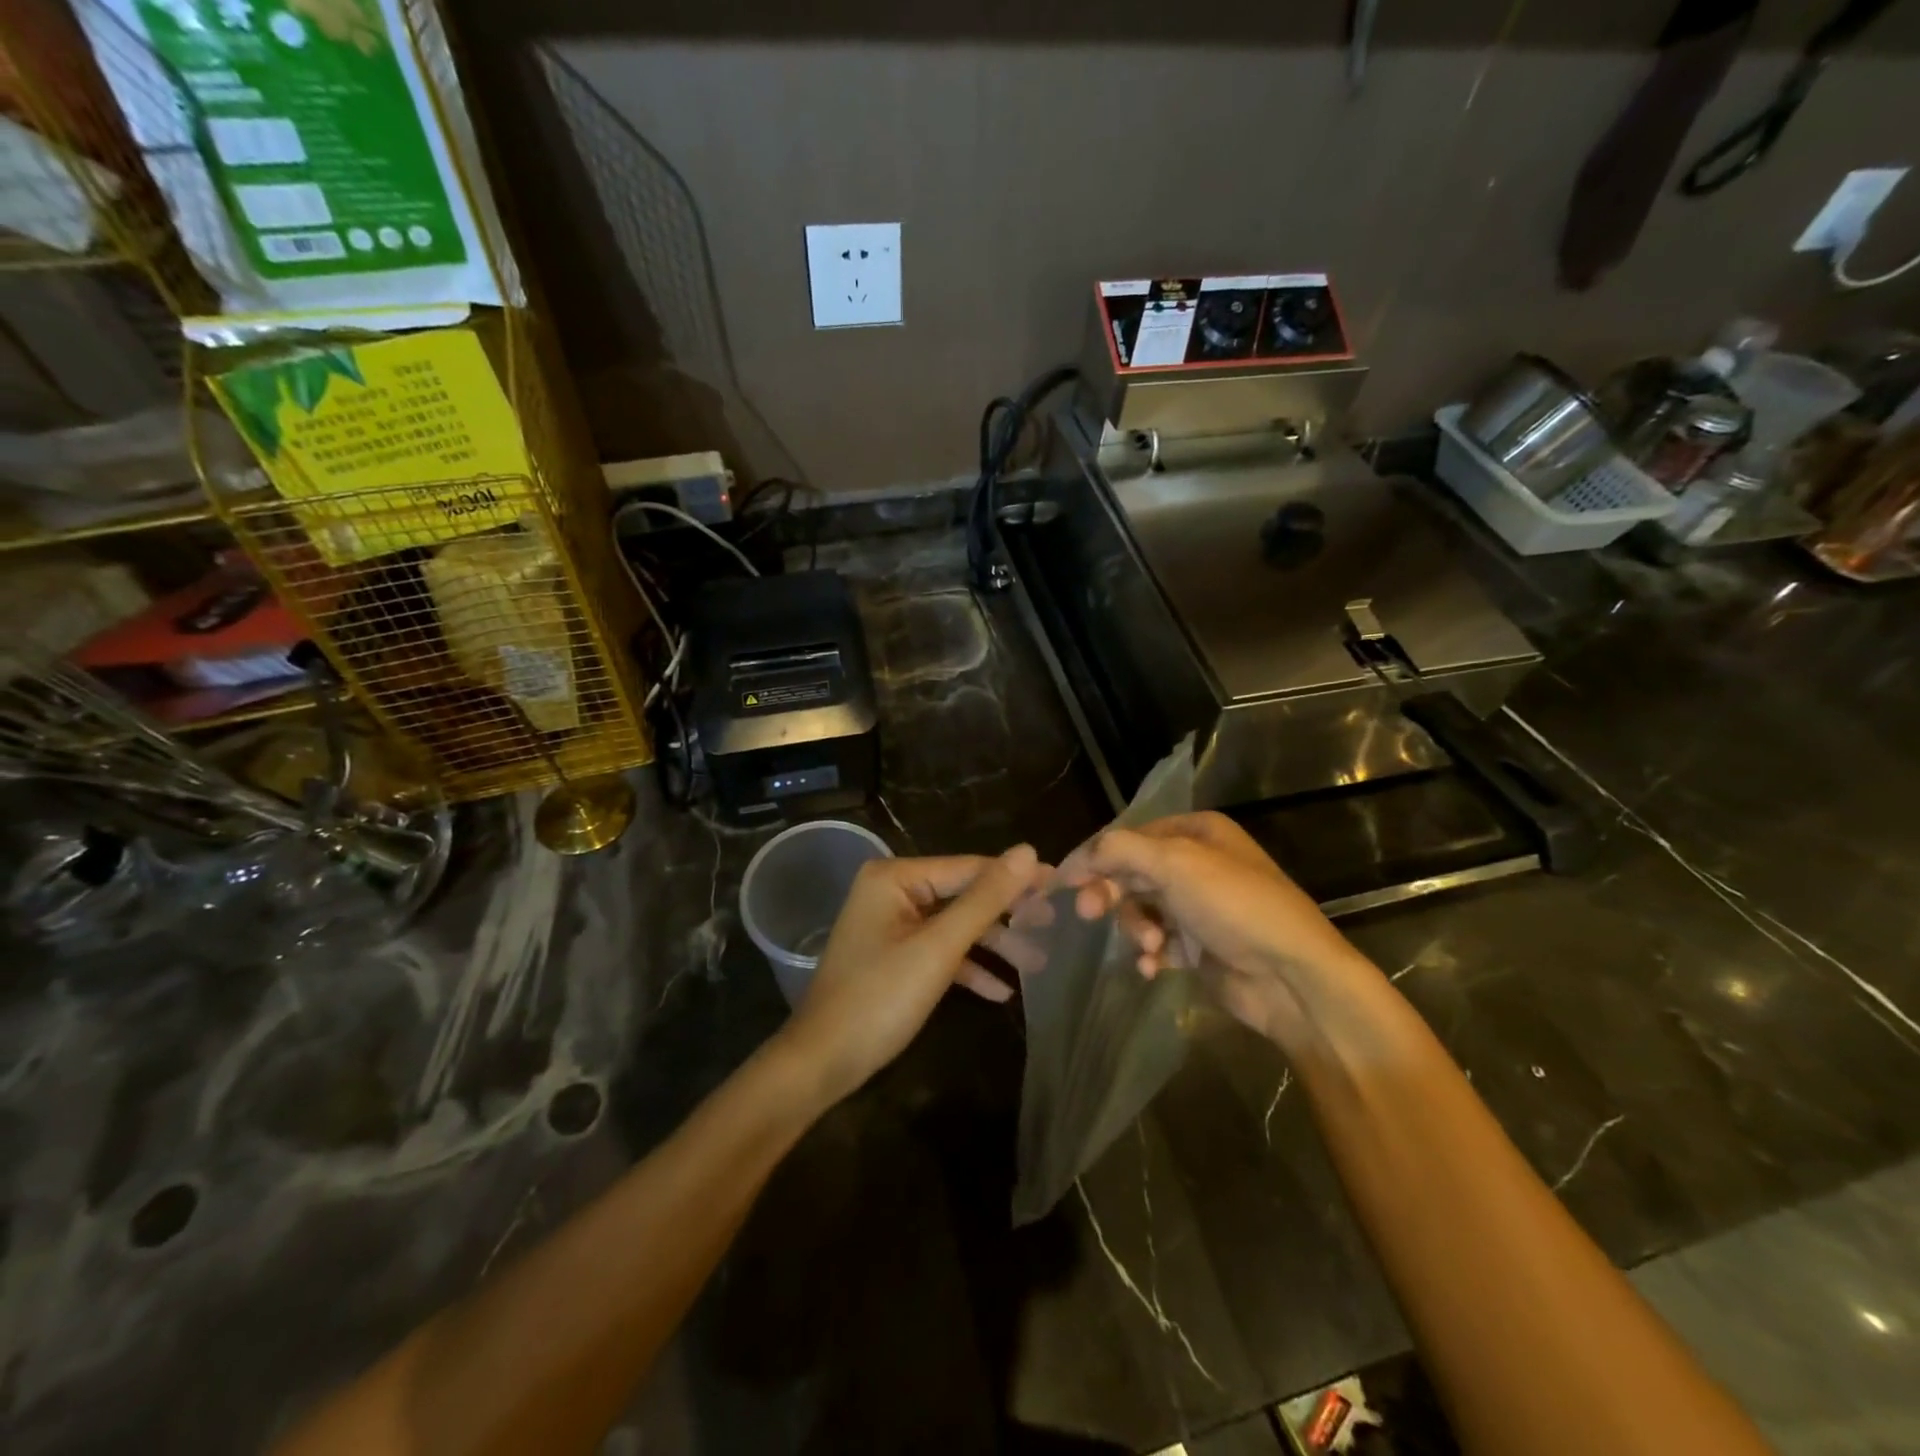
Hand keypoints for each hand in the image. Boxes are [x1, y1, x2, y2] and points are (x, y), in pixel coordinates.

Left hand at [779, 847, 1047, 1103]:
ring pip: (954, 925)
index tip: (1062, 885)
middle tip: (1055, 926)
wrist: (822, 1063)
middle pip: (963, 895)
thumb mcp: (939, 948)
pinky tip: (1001, 990)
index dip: (1016, 878)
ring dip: (993, 945)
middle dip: (1007, 916)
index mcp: (895, 877)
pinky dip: (967, 966)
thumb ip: (984, 900)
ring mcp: (891, 924)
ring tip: (1039, 962)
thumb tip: (1028, 851)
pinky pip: (939, 950)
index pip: (969, 867)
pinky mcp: (894, 954)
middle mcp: (891, 890)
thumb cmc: (879, 1000)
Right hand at [1058, 813, 1375, 1049]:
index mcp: (1196, 831)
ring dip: (1137, 928)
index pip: (1130, 837)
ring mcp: (1199, 907)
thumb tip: (1078, 856)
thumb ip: (1120, 850)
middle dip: (1111, 894)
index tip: (1065, 881)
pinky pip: (1159, 943)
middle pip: (1132, 873)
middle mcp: (1197, 863)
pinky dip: (1151, 954)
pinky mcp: (1200, 946)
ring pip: (1142, 909)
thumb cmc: (1235, 906)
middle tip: (1088, 913)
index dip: (1096, 857)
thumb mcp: (1176, 863)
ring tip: (1151, 947)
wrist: (1294, 977)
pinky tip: (1154, 968)